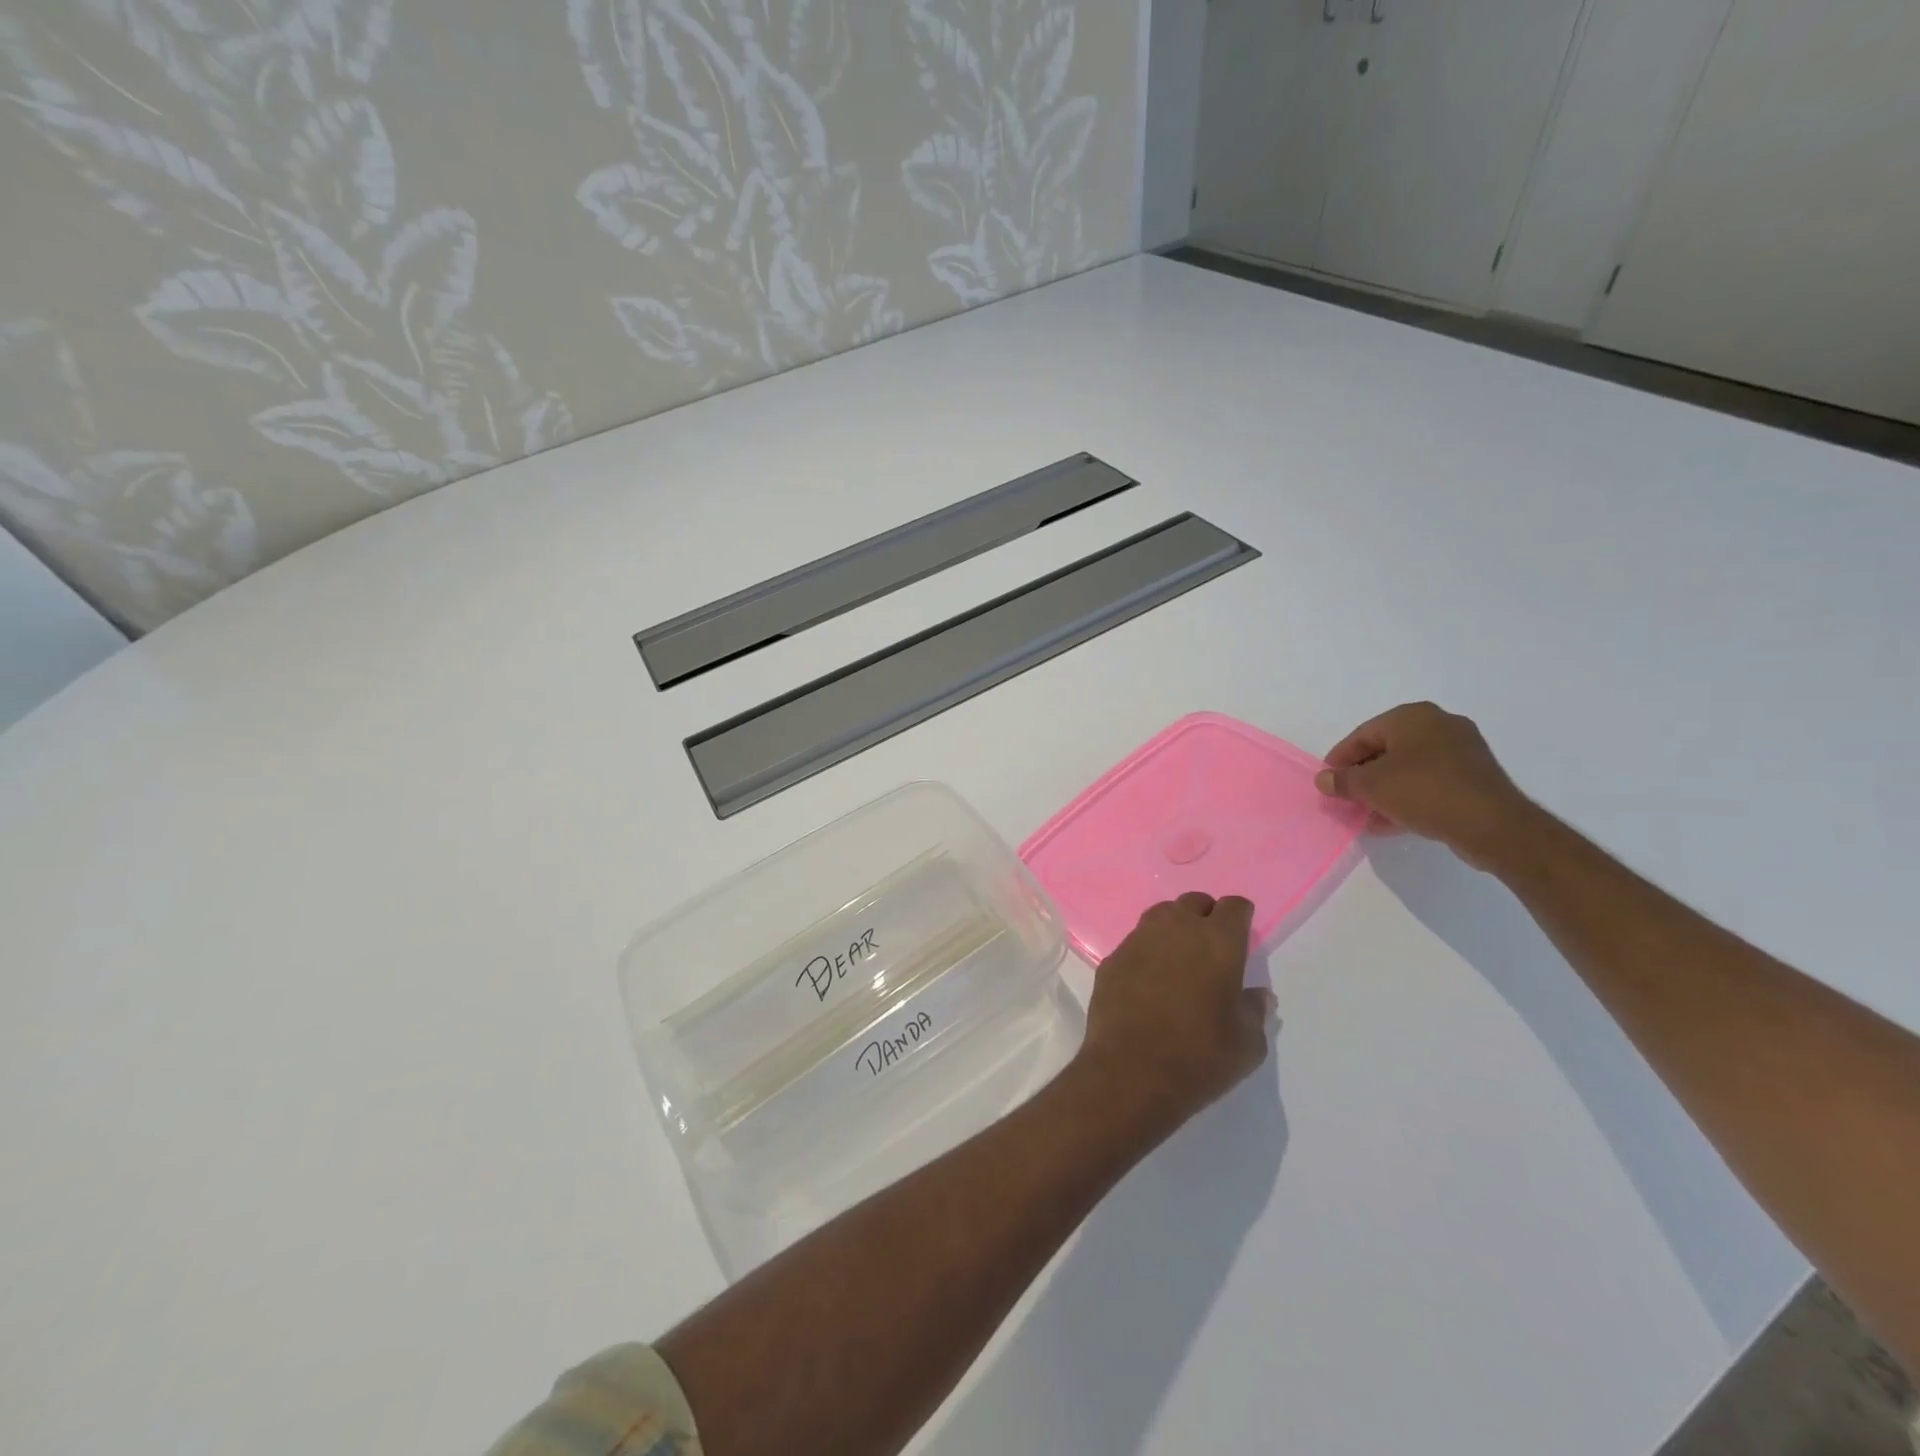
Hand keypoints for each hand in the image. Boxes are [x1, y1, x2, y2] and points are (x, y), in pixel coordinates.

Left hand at [1076, 893, 1273, 1138]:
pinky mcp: (1113, 958)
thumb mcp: (1248, 1044)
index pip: (1234, 906)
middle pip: (1194, 902)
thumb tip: (1255, 994)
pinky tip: (1148, 980)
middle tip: (1211, 947)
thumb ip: (1254, 1010)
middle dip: (1206, 916)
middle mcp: (1177, 929)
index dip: (1240, 918)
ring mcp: (1139, 940)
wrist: (1130, 1072)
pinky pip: (1135, 942)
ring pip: (1161, 915)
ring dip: (1174, 927)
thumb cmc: (1200, 1058)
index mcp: (1218, 941)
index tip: (1241, 937)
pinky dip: (1147, 952)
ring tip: (1179, 957)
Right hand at [1314, 701, 1533, 868]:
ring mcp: (1462, 750)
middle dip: (1363, 776)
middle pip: (1386, 750)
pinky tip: (1392, 820)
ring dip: (1384, 790)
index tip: (1327, 782)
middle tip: (1346, 798)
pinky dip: (1408, 796)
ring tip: (1367, 814)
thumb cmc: (1423, 791)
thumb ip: (1341, 781)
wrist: (1491, 824)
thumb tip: (1323, 780)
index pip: (1362, 735)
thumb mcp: (1370, 786)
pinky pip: (1430, 781)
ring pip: (1408, 768)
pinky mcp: (1474, 776)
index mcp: (1412, 716)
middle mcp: (1439, 725)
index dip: (1339, 760)